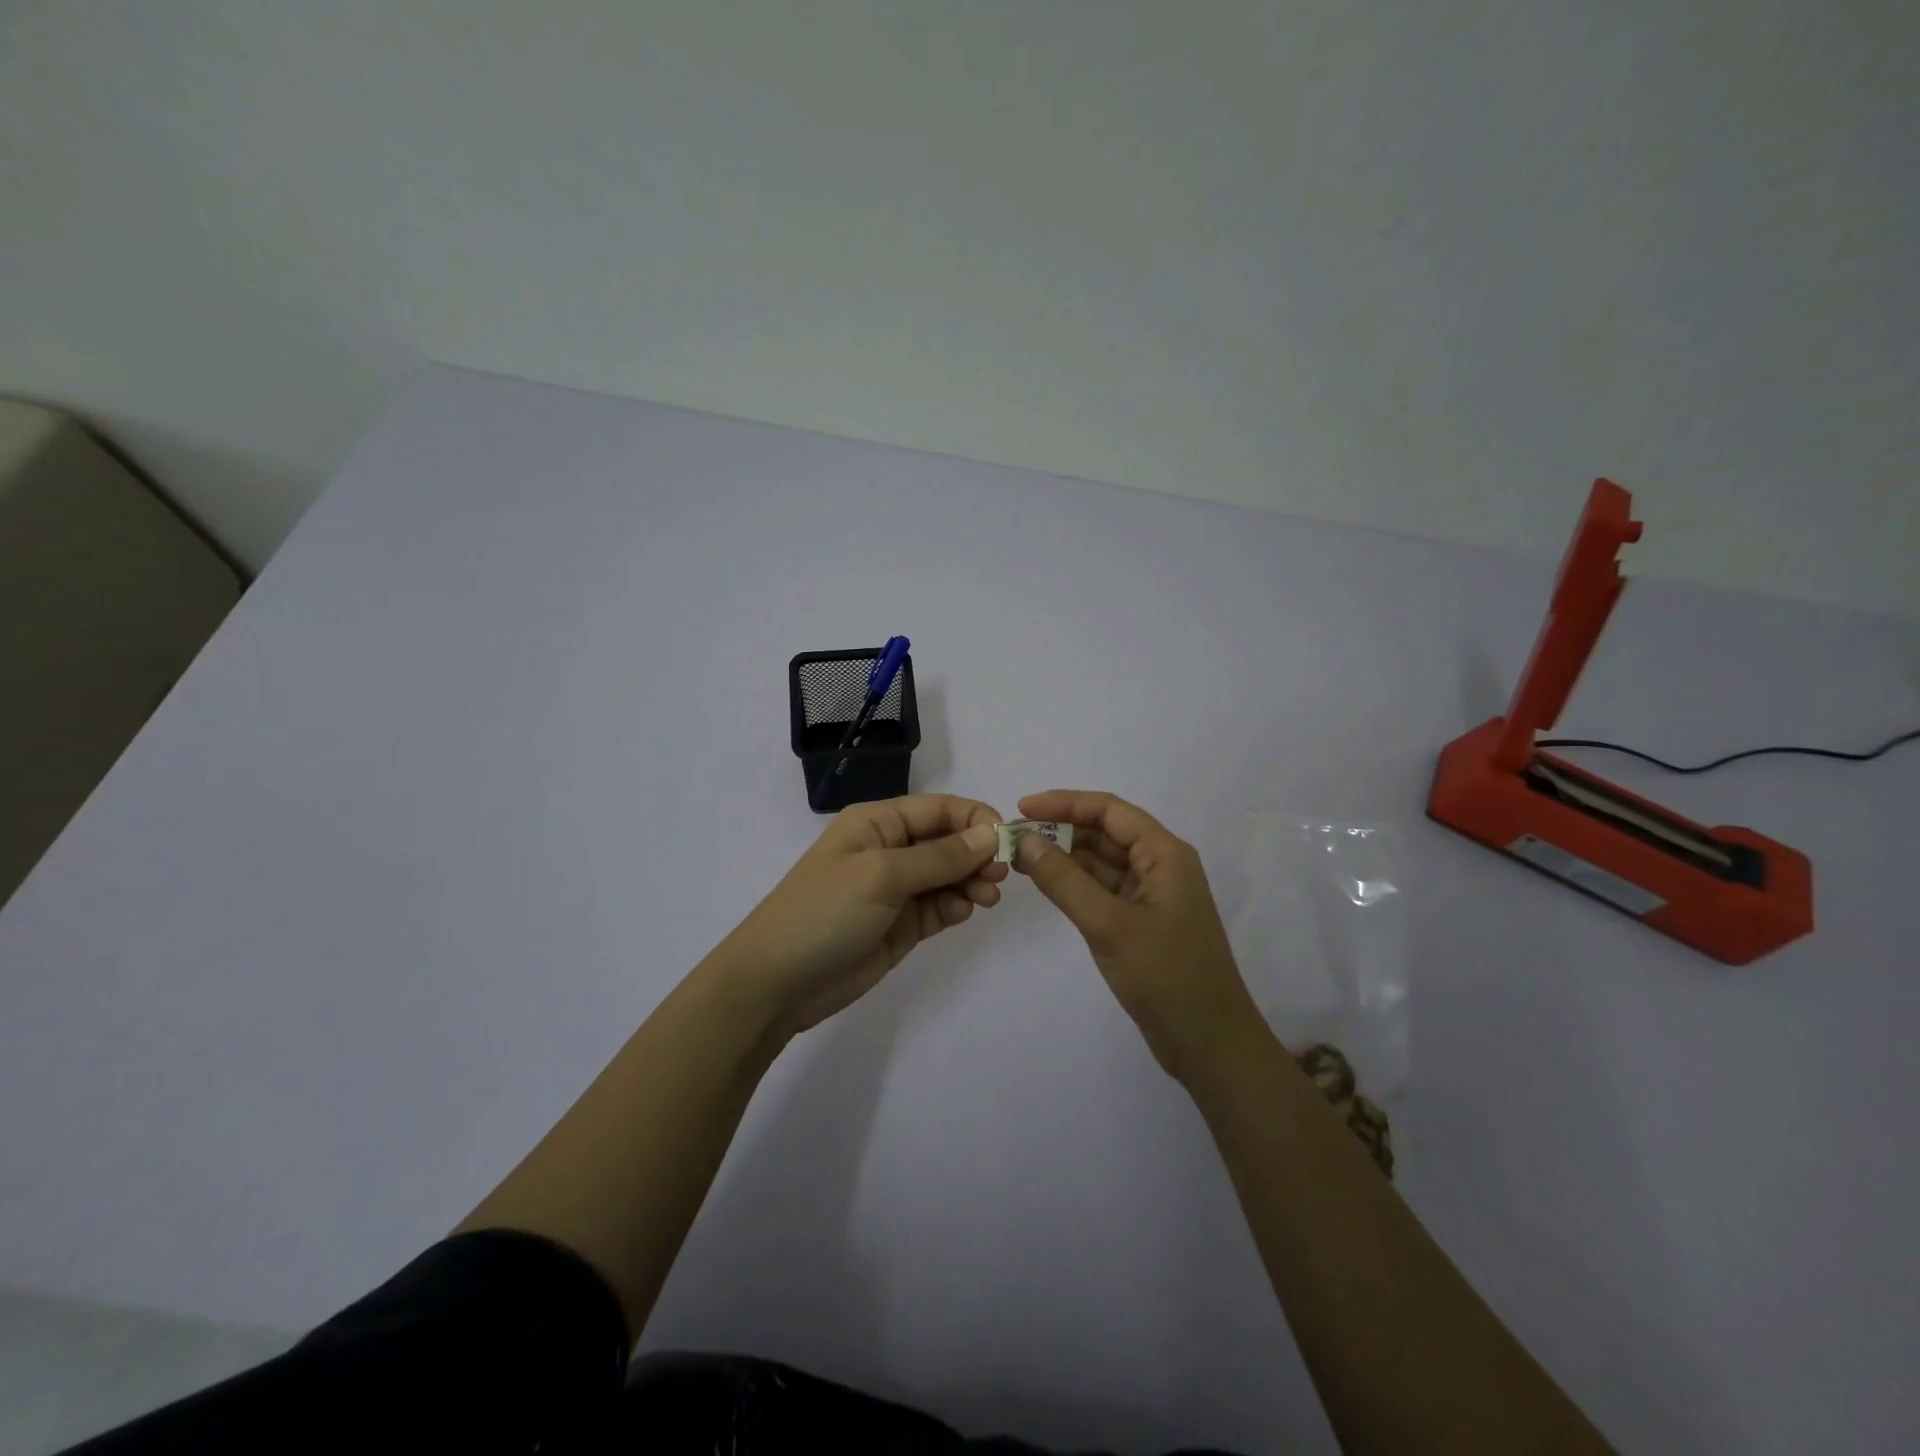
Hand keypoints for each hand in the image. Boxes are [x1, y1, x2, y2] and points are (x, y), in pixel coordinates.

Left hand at [716, 795, 1007, 1035]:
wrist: (777, 983)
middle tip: (1000, 876)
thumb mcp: (881, 875)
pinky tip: (964, 912)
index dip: (975, 818)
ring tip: (987, 898)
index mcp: (878, 823)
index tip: (1007, 839)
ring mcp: (895, 889)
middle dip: (977, 853)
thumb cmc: (824, 912)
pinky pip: (940, 906)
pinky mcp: (901, 925)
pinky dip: (957, 906)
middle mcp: (889, 850)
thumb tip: (989, 833)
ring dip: (972, 881)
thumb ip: (939, 856)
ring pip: (949, 875)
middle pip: (948, 840)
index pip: (938, 808)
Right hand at [1012, 790, 1261, 1083]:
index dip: (1065, 803)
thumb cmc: (1166, 976)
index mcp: (1165, 854)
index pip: (1110, 811)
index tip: (1021, 808)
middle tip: (1013, 837)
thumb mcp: (1109, 925)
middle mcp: (1161, 865)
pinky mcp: (1142, 921)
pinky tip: (1045, 883)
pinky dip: (1074, 883)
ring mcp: (1152, 895)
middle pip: (1105, 832)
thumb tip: (1025, 841)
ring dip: (1064, 856)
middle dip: (1060, 829)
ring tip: (1020, 857)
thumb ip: (1064, 880)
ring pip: (1102, 861)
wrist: (1210, 1044)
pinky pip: (1103, 888)